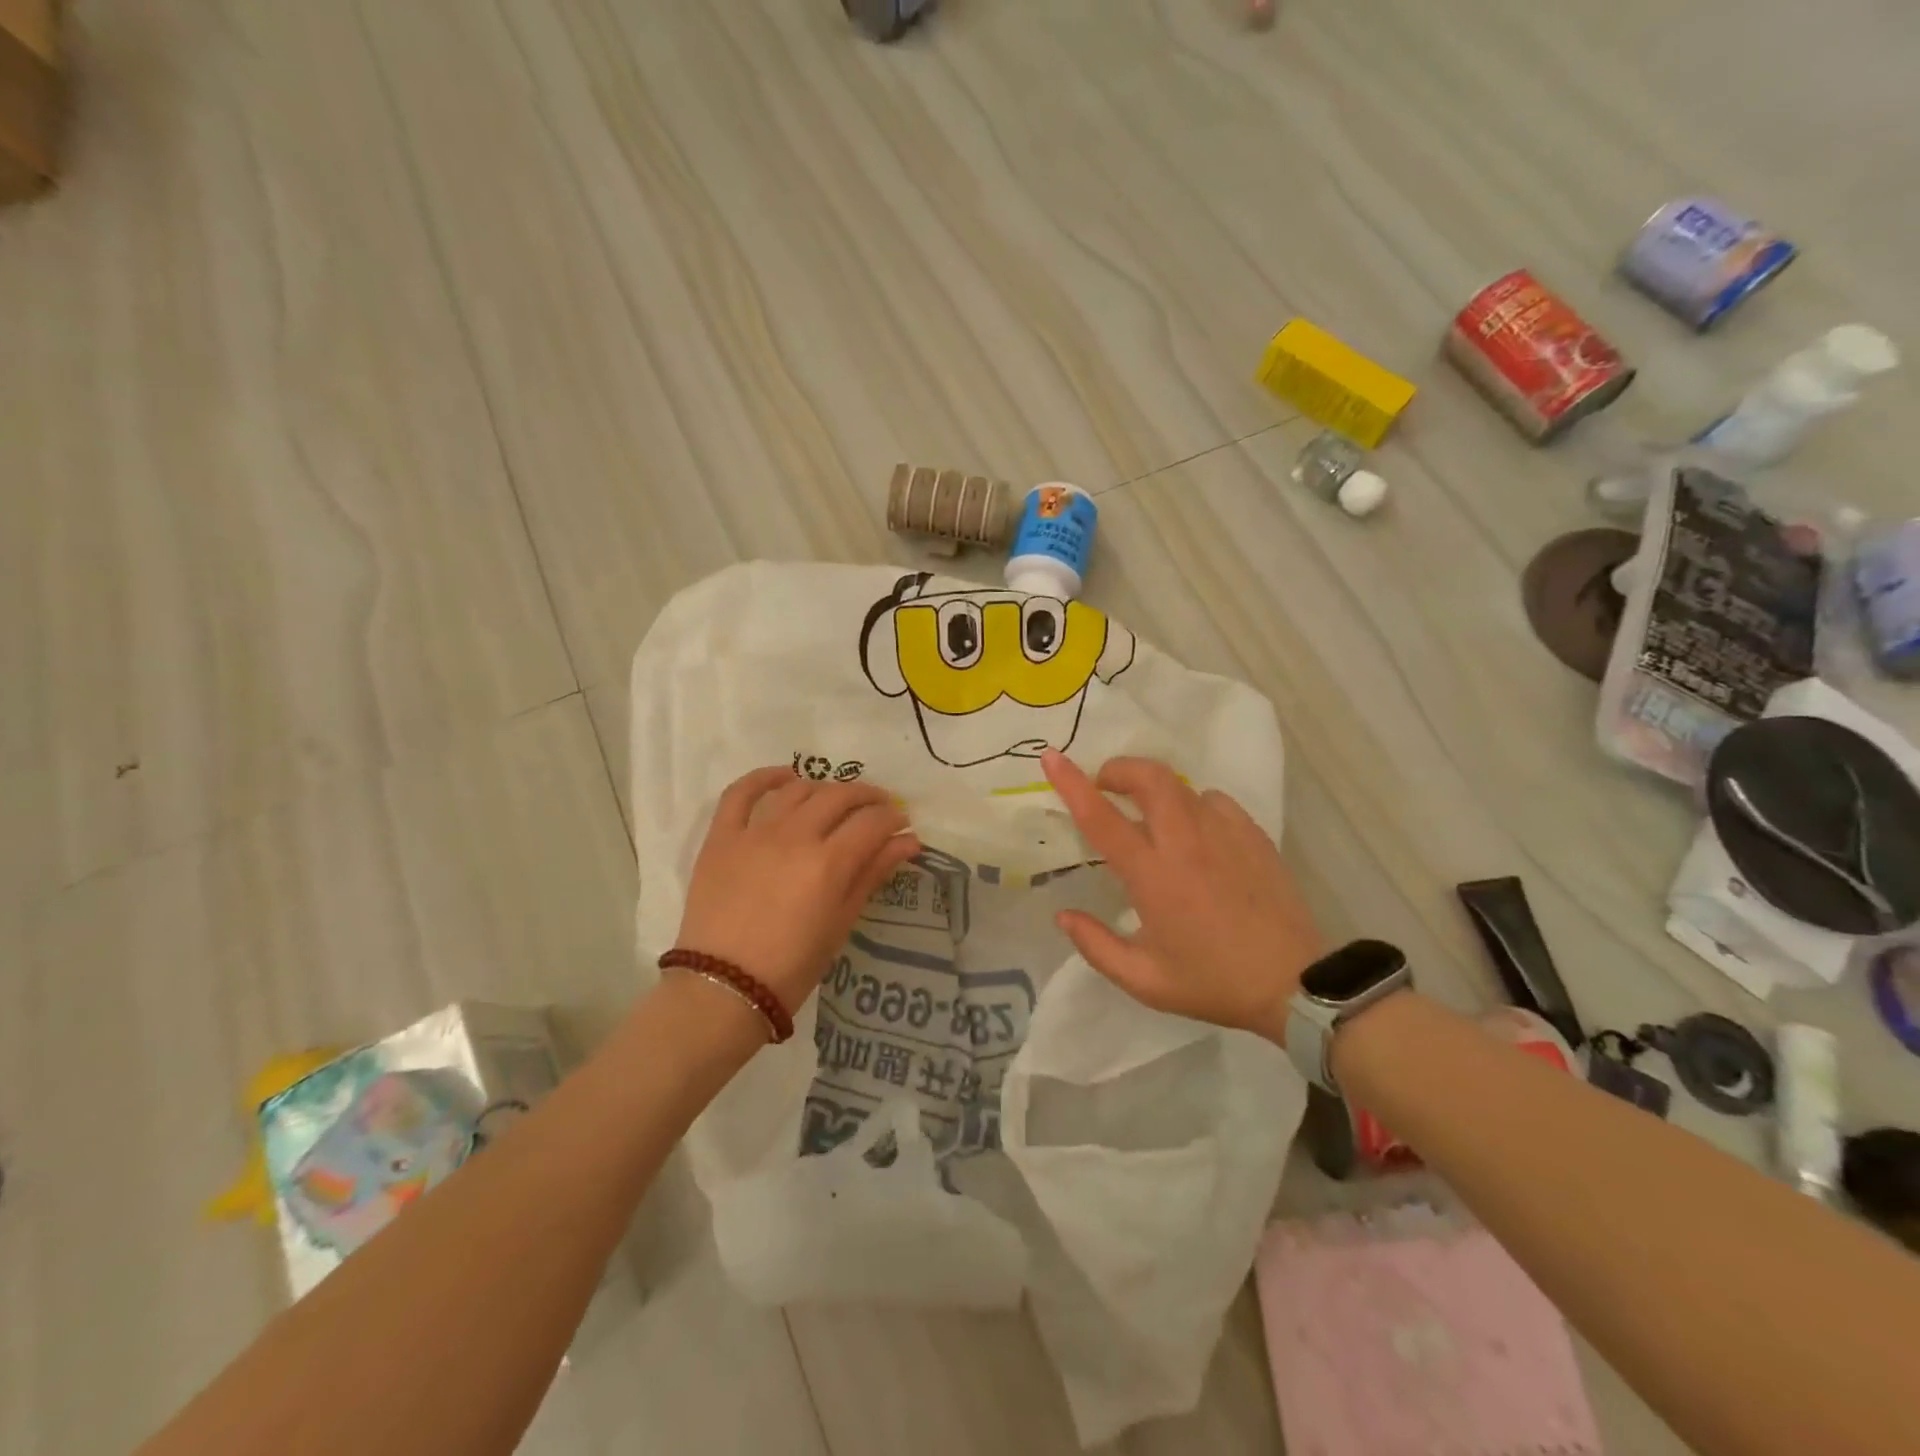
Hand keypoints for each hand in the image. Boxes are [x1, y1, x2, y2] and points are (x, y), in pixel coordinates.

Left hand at [676, 768, 921, 1014]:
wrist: (723, 988)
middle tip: (878, 808)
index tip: (902, 825)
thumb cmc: (792, 967)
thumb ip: (872, 874)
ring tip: (836, 801)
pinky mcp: (722, 837)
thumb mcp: (841, 923)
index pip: (872, 822)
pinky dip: (764, 778)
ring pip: (798, 790)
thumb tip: (908, 842)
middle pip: (839, 797)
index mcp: (828, 864)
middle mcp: (794, 837)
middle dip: (868, 797)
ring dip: (825, 789)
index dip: (893, 819)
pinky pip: (740, 793)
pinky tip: (785, 777)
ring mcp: (754, 833)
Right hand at [1041, 750, 1322, 1041]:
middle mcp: (1186, 842)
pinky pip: (1214, 800)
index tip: (1051, 757)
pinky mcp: (1253, 835)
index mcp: (1153, 875)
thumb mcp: (1144, 980)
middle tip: (1105, 786)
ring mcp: (1225, 833)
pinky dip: (1193, 805)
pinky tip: (1196, 833)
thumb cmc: (1213, 982)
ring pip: (1181, 785)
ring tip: (1149, 815)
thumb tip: (1063, 915)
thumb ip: (1096, 946)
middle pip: (1149, 777)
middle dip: (1119, 769)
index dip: (1072, 783)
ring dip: (1155, 789)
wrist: (1296, 984)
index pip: (1102, 817)